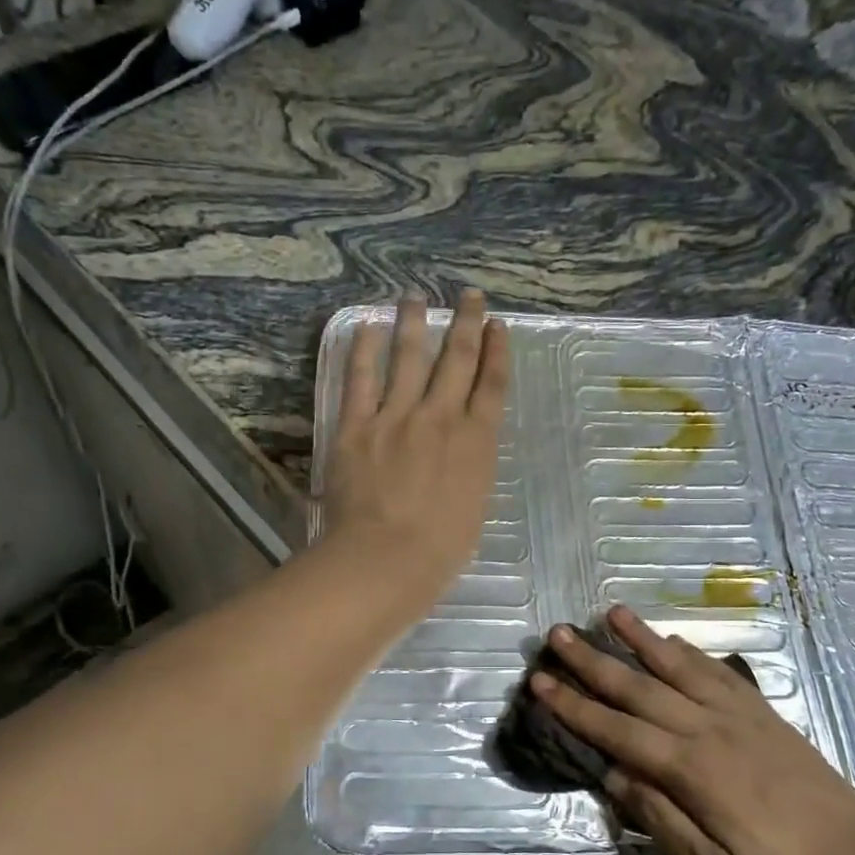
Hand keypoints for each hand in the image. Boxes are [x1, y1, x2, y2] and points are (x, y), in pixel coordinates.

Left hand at [321, 289, 508, 607]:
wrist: (386, 559)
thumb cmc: (439, 550)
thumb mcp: (473, 507)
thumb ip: (470, 469)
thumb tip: (464, 450)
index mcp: (476, 442)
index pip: (491, 385)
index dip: (496, 351)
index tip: (497, 325)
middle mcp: (441, 418)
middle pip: (457, 359)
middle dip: (466, 323)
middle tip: (469, 295)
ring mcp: (397, 416)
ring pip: (409, 357)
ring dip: (414, 323)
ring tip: (414, 296)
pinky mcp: (357, 425)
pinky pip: (361, 378)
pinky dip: (363, 349)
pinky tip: (365, 326)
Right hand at [532, 606, 854, 854]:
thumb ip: (661, 820)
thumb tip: (615, 777)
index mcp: (689, 769)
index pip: (616, 729)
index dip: (574, 706)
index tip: (540, 681)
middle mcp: (707, 728)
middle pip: (638, 687)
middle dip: (593, 660)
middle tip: (558, 634)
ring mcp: (737, 716)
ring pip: (677, 667)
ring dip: (640, 639)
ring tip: (610, 612)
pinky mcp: (763, 714)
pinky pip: (718, 672)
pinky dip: (691, 653)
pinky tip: (673, 640)